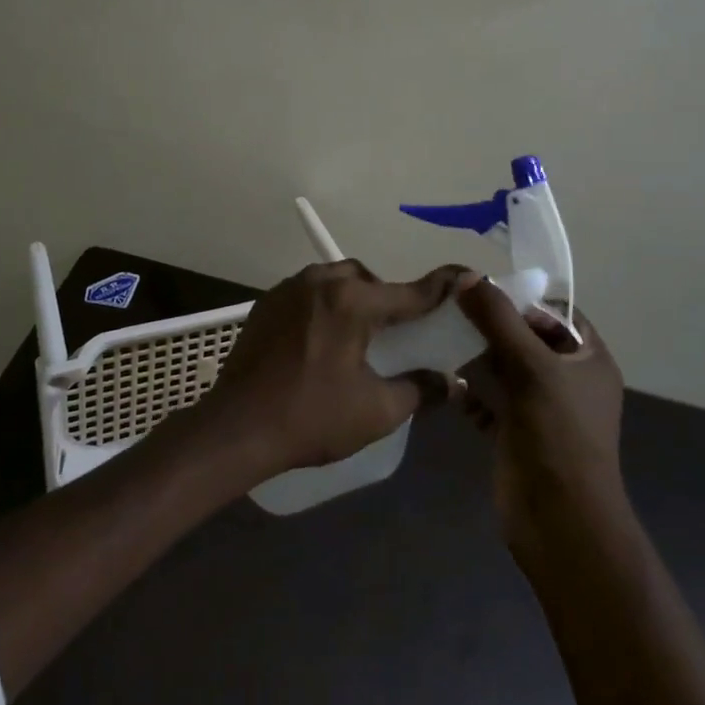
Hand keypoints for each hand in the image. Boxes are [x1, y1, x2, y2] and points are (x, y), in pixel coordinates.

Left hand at [198, 260, 474, 474]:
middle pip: (368, 279)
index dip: (443, 288)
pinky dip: (324, 305)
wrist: (235, 428)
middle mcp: (321, 282)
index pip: (410, 292)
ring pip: (335, 280)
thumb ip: (419, 390)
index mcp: (352, 301)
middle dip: (386, 298)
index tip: (470, 276)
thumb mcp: (376, 411)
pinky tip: (321, 339)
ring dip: (353, 298)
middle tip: (393, 333)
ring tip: (356, 336)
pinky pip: (308, 292)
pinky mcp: (266, 303)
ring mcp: (289, 289)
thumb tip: (449, 383)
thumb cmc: (311, 417)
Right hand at [456, 283, 626, 564]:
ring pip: (504, 369)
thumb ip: (499, 320)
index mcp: (589, 360)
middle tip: (452, 312)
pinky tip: (446, 384)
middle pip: (526, 339)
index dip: (522, 301)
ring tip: (441, 341)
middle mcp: (568, 380)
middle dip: (491, 327)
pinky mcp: (516, 433)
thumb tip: (468, 277)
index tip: (482, 292)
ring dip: (476, 358)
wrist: (560, 523)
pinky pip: (490, 401)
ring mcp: (541, 409)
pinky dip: (470, 392)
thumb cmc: (559, 436)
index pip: (557, 314)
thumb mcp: (532, 367)